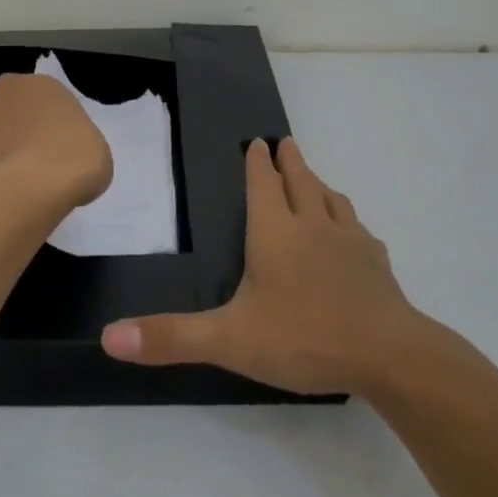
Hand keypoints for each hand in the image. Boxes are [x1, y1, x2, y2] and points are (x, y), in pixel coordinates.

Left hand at [0, 72, 112, 209]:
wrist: (37, 188)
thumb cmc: (76, 155)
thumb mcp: (92, 141)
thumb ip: (69, 138)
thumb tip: (59, 155)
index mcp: (31, 85)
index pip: (30, 92)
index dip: (38, 115)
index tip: (51, 137)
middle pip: (1, 113)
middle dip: (10, 131)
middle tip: (32, 159)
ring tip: (15, 184)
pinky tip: (0, 199)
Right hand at [101, 138, 428, 395]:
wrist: (388, 354)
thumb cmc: (303, 337)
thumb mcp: (229, 340)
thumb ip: (171, 337)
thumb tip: (109, 336)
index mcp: (275, 232)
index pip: (263, 185)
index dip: (257, 163)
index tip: (258, 142)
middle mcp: (312, 225)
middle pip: (300, 181)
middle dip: (290, 161)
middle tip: (285, 142)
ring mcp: (350, 242)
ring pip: (332, 200)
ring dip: (319, 184)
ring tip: (314, 180)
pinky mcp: (376, 264)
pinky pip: (359, 230)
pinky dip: (348, 221)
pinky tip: (353, 233)